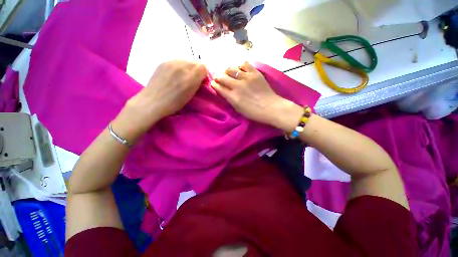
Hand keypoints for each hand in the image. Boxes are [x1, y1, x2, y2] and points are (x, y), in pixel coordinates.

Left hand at [113, 60, 206, 141]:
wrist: (153, 101)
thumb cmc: (174, 103)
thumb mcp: (190, 95)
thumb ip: (198, 83)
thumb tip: (202, 77)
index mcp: (190, 78)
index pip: (203, 67)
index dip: (204, 73)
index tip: (202, 80)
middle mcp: (182, 66)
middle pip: (195, 62)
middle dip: (197, 69)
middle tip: (194, 78)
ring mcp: (171, 62)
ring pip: (186, 60)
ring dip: (189, 67)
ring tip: (184, 76)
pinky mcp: (164, 62)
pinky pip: (177, 60)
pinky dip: (180, 66)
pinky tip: (176, 74)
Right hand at [211, 62, 302, 131]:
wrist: (271, 107)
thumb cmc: (254, 112)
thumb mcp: (239, 109)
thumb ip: (230, 99)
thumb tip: (224, 91)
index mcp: (233, 97)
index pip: (219, 87)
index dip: (214, 84)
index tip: (213, 83)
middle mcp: (237, 85)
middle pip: (222, 76)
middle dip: (217, 76)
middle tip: (218, 77)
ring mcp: (246, 77)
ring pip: (231, 68)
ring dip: (226, 70)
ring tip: (227, 71)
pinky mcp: (255, 73)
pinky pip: (244, 64)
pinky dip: (239, 65)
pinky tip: (239, 68)